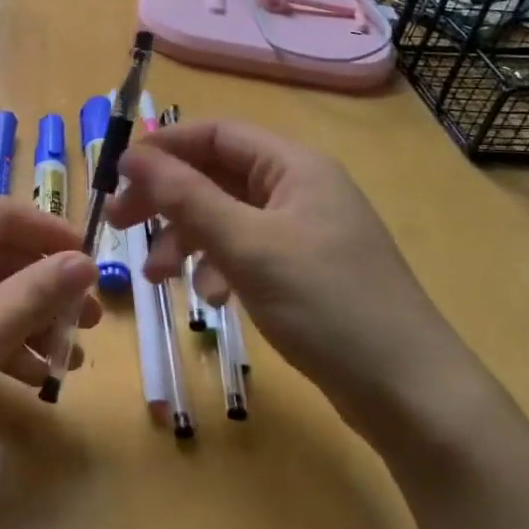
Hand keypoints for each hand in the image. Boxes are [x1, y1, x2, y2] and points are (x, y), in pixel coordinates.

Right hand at [107, 120, 480, 452]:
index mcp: (294, 166)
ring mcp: (305, 231)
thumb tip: (131, 155)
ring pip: (227, 217)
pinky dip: (219, 267)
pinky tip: (212, 299)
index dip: (164, 148)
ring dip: (187, 239)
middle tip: (120, 226)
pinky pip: (247, 251)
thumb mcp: (247, 246)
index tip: (116, 176)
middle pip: (216, 176)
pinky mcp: (306, 271)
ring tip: (159, 277)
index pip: (216, 134)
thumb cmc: (327, 305)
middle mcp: (300, 188)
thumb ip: (185, 197)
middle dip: (167, 199)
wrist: (412, 395)